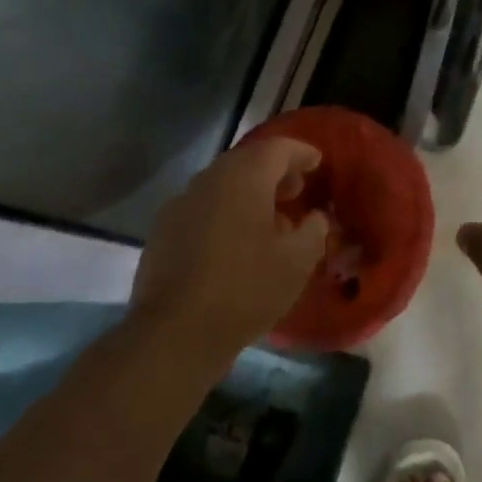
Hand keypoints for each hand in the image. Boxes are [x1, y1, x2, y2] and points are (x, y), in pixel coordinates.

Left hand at [131, 138, 329, 367]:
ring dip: (249, 193)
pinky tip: (235, 242)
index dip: (301, 153)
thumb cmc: (245, 289)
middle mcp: (211, 178)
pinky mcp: (164, 229)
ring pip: (223, 184)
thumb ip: (314, 231)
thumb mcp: (297, 262)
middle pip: (248, 161)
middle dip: (275, 172)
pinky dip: (225, 212)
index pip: (279, 148)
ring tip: (269, 219)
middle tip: (296, 190)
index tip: (317, 163)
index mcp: (245, 175)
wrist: (174, 333)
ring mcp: (182, 202)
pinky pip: (203, 207)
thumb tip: (315, 217)